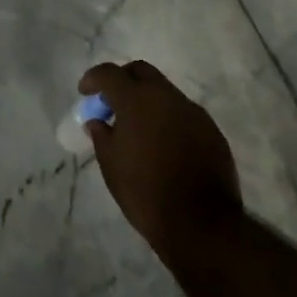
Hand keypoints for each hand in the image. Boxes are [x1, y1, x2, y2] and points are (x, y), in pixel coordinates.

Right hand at [80, 61, 242, 252]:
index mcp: (136, 100)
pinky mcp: (212, 130)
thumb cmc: (145, 192)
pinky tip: (164, 144)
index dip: (93, 79)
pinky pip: (184, 113)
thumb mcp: (111, 165)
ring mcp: (193, 112)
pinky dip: (169, 118)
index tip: (85, 93)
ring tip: (139, 127)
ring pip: (165, 91)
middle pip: (141, 71)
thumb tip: (98, 122)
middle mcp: (166, 97)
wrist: (202, 224)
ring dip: (148, 100)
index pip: (109, 73)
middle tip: (113, 102)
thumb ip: (101, 136)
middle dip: (123, 80)